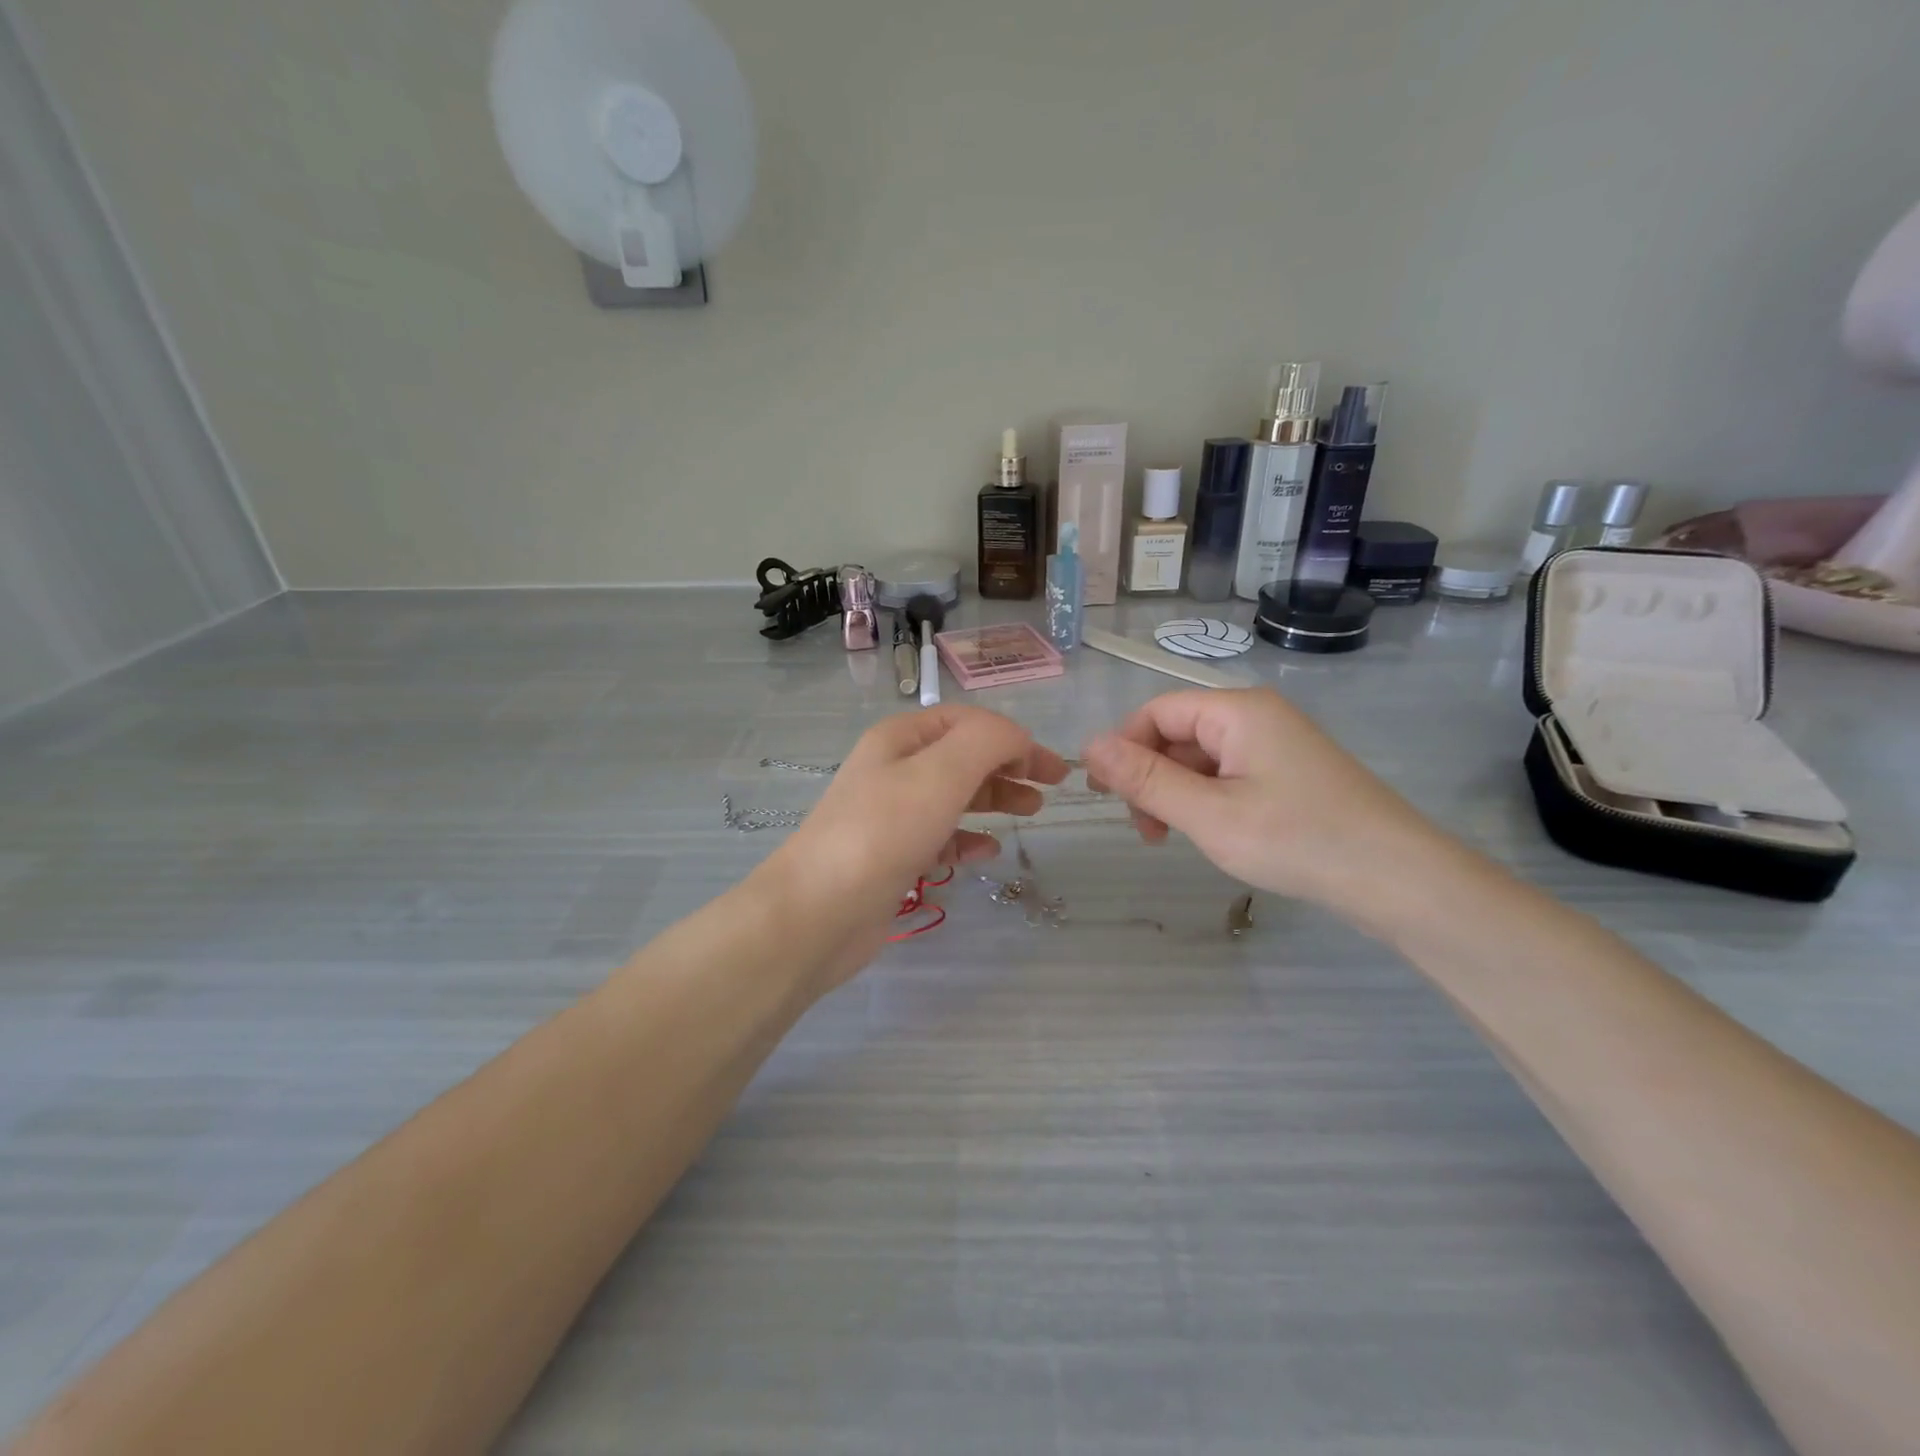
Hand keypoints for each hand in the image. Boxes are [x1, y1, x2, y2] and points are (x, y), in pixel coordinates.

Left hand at [758, 707, 1067, 981]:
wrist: (818, 911)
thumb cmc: (882, 832)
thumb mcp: (940, 773)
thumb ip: (987, 742)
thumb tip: (1019, 740)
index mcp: (900, 739)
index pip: (966, 721)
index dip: (1011, 736)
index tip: (1048, 767)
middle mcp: (894, 770)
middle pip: (963, 757)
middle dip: (1008, 766)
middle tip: (1050, 789)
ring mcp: (892, 815)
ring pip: (955, 796)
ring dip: (994, 799)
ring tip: (1030, 812)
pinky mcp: (893, 857)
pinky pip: (940, 838)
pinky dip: (967, 840)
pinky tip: (986, 853)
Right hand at [1081, 689, 1446, 917]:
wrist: (1400, 879)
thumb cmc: (1298, 840)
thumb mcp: (1209, 814)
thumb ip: (1145, 780)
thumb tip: (1087, 747)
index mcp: (1236, 710)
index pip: (1156, 712)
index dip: (1122, 748)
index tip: (1103, 797)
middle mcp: (1255, 716)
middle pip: (1177, 733)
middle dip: (1149, 776)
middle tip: (1144, 831)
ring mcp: (1276, 745)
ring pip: (1200, 758)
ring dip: (1175, 793)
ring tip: (1171, 838)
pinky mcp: (1289, 774)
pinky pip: (1228, 775)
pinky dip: (1205, 800)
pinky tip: (1209, 833)